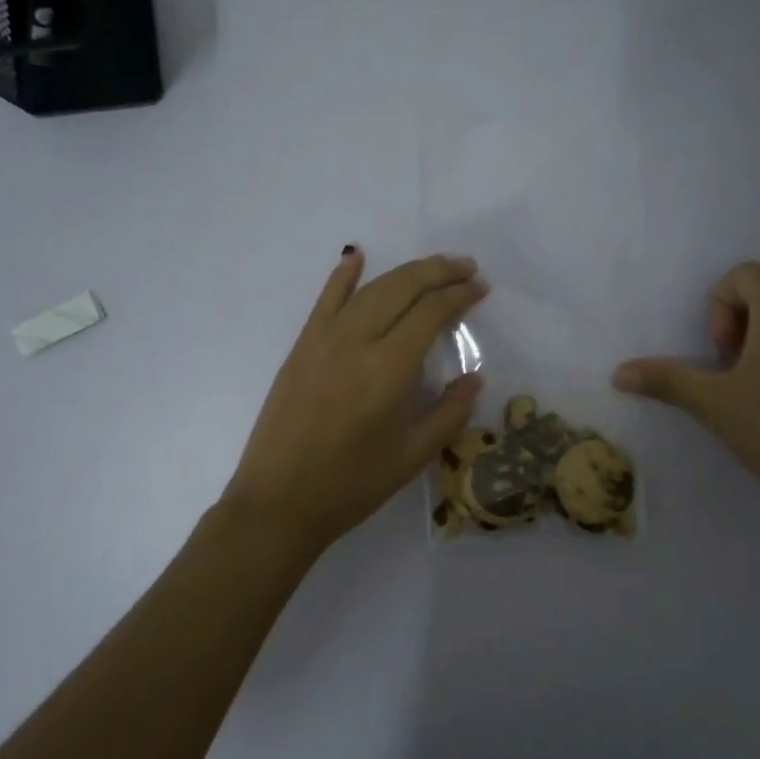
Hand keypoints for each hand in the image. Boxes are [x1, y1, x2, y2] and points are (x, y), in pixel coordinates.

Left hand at [224, 248, 488, 555]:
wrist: (278, 501)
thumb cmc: (350, 486)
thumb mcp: (411, 457)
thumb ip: (449, 414)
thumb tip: (473, 377)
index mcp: (388, 369)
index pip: (431, 313)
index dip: (460, 296)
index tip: (481, 288)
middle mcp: (356, 342)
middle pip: (403, 289)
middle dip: (438, 272)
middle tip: (466, 267)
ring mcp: (323, 339)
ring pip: (370, 289)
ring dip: (405, 272)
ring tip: (432, 266)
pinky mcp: (301, 346)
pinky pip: (325, 300)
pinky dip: (343, 275)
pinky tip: (357, 257)